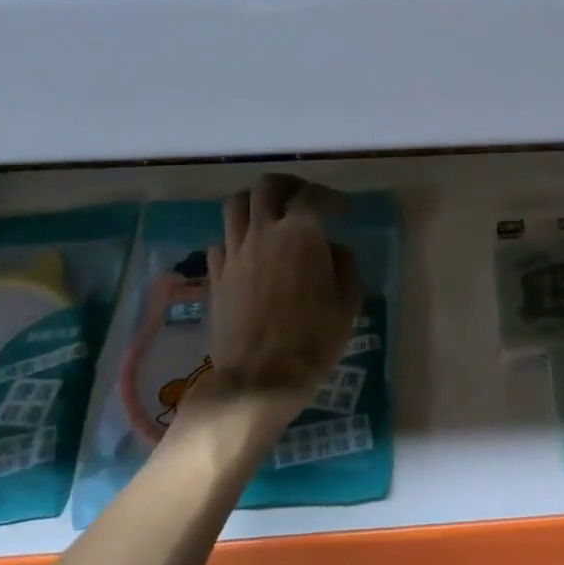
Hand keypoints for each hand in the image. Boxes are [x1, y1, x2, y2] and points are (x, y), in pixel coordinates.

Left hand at [198, 176, 361, 413]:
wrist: (258, 378)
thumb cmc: (312, 339)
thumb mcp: (348, 302)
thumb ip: (344, 264)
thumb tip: (332, 249)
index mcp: (301, 233)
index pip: (312, 195)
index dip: (329, 196)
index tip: (342, 209)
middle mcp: (263, 232)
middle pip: (266, 188)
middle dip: (287, 185)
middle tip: (302, 197)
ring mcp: (234, 253)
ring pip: (235, 206)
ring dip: (255, 203)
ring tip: (270, 215)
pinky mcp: (215, 276)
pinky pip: (222, 240)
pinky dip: (237, 236)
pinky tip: (249, 252)